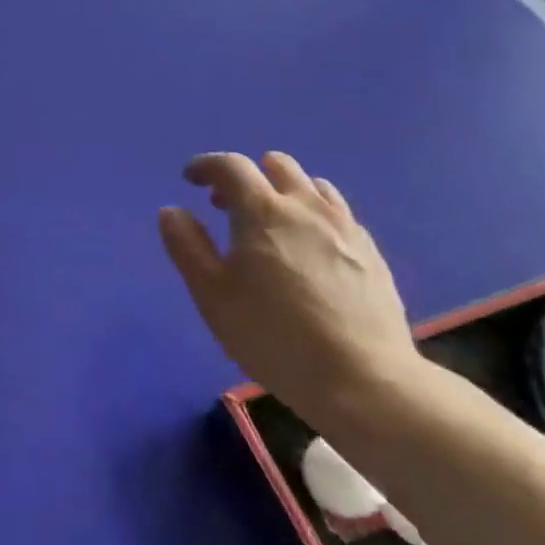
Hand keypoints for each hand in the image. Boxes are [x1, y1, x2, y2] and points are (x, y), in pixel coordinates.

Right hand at [158, 151, 420, 425]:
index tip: (190, 178)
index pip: (231, 166)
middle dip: (247, 176)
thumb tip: (172, 211)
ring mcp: (345, 228)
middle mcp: (307, 207)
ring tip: (271, 225)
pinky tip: (308, 251)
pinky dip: (314, 217)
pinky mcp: (372, 253)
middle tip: (226, 205)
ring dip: (284, 192)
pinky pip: (338, 215)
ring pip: (313, 186)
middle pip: (277, 166)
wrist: (362, 379)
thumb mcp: (212, 294)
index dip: (205, 165)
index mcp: (263, 212)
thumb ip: (187, 246)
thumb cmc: (272, 335)